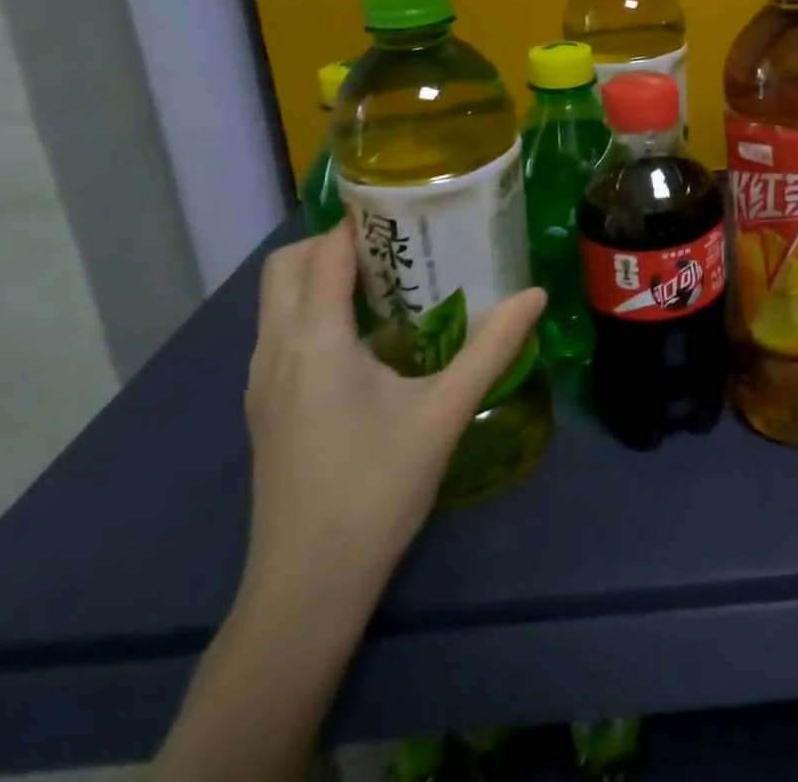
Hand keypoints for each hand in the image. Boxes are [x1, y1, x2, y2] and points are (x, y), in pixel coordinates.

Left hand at [242, 223, 544, 606]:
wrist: (306, 588)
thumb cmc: (376, 489)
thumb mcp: (445, 412)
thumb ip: (492, 347)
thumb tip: (536, 295)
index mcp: (315, 342)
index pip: (323, 255)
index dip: (359, 222)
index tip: (406, 208)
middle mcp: (275, 351)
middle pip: (285, 268)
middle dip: (332, 243)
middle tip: (397, 245)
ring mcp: (261, 383)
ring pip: (275, 301)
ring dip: (319, 276)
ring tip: (386, 283)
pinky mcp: (264, 408)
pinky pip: (279, 332)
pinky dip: (312, 310)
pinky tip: (363, 339)